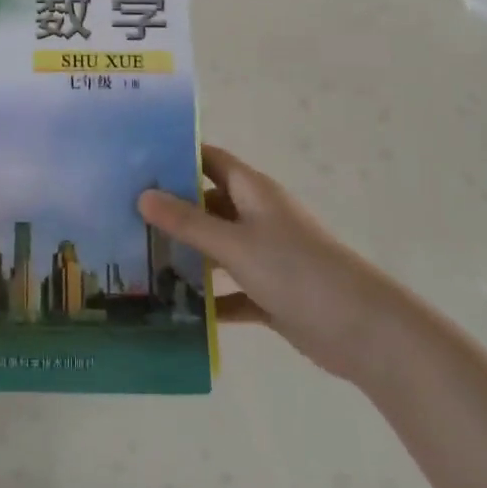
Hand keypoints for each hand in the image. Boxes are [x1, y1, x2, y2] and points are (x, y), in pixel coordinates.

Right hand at [140, 145, 400, 381]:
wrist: (364, 331)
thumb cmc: (297, 271)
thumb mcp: (235, 244)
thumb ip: (188, 221)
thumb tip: (142, 195)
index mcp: (252, 192)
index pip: (208, 160)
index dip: (176, 156)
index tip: (135, 162)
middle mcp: (257, 217)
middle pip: (206, 204)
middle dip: (171, 209)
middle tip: (123, 215)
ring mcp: (264, 256)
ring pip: (215, 249)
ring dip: (185, 255)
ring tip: (137, 261)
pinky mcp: (269, 294)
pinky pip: (229, 291)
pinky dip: (208, 299)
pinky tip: (174, 310)